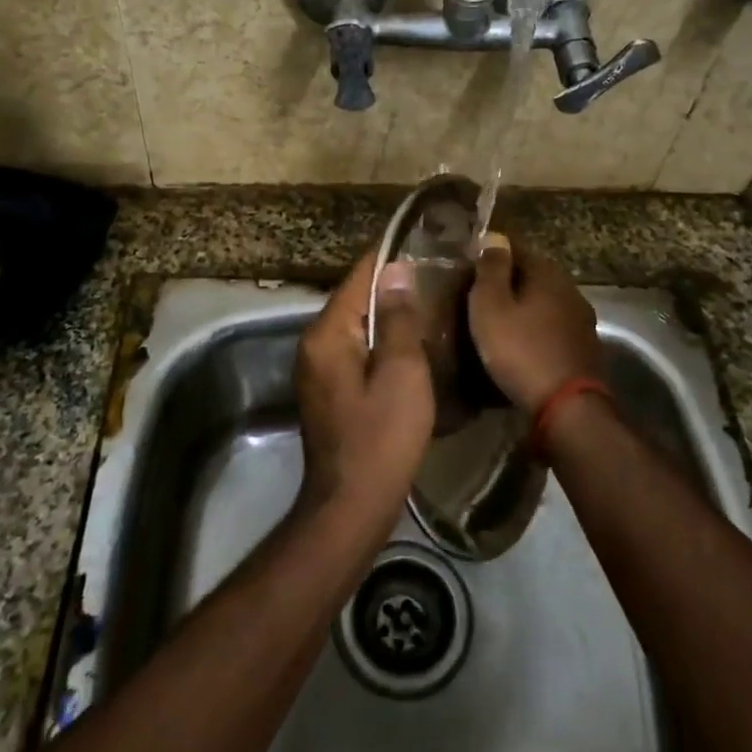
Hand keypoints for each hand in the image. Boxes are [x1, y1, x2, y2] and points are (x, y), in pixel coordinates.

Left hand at [294, 251, 435, 526]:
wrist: (352, 505)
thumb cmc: (382, 436)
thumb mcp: (401, 372)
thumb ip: (398, 318)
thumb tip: (396, 270)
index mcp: (327, 334)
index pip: (357, 278)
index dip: (389, 259)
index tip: (423, 245)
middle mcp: (314, 345)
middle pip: (355, 301)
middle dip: (392, 288)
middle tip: (437, 279)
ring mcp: (318, 370)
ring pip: (357, 328)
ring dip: (388, 317)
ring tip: (431, 308)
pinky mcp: (329, 392)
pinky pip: (356, 352)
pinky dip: (381, 344)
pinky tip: (412, 348)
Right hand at [467, 232, 603, 411]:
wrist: (567, 407)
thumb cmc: (521, 351)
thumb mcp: (491, 306)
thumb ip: (491, 269)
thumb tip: (494, 236)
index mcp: (547, 272)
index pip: (516, 248)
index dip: (491, 255)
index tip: (469, 268)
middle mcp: (570, 288)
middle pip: (533, 275)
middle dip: (508, 281)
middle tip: (479, 297)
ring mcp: (582, 319)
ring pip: (545, 302)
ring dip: (524, 308)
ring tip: (498, 322)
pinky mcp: (585, 347)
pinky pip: (553, 327)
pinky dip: (537, 330)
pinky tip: (522, 344)